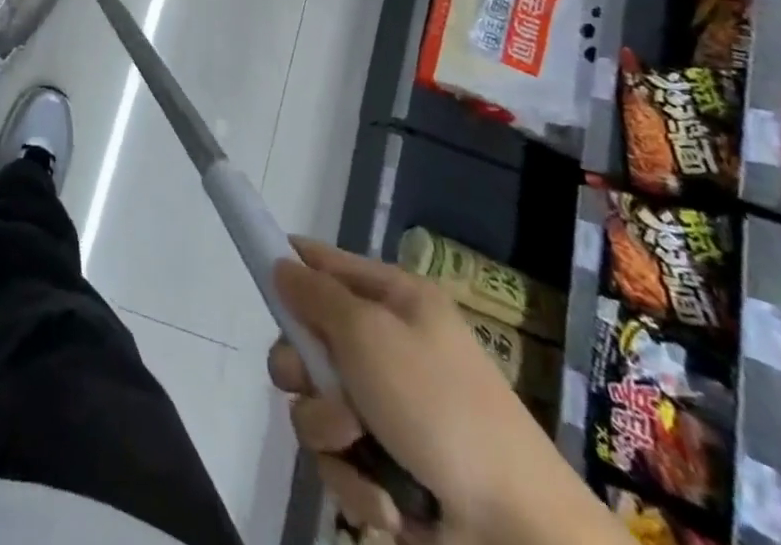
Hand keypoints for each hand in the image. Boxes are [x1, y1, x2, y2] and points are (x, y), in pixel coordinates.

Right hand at [270, 239, 618, 544]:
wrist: (519, 535)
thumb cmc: (439, 407)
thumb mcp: (368, 333)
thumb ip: (315, 295)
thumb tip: (281, 262)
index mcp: (394, 300)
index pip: (324, 263)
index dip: (289, 267)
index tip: (261, 281)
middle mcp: (387, 347)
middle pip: (307, 341)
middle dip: (303, 372)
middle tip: (316, 386)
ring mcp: (387, 410)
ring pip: (315, 406)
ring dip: (331, 433)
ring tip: (365, 452)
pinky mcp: (387, 469)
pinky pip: (339, 461)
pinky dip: (356, 482)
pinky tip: (387, 500)